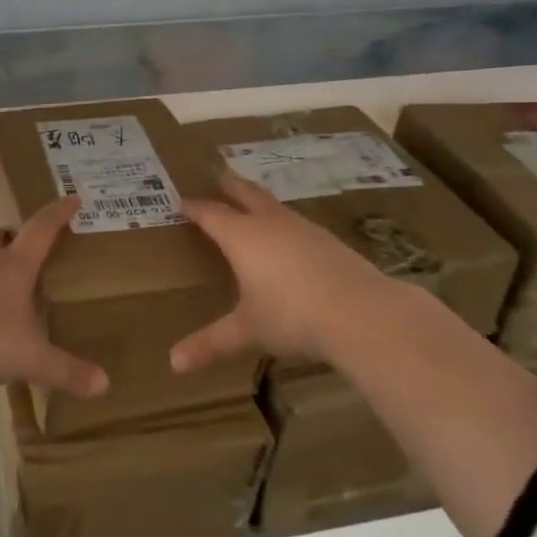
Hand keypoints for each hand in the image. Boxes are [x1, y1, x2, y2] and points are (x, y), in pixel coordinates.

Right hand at [169, 171, 426, 373]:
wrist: (363, 313)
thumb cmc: (292, 316)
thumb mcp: (247, 331)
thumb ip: (211, 343)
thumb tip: (174, 363)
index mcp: (243, 237)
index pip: (212, 214)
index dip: (195, 208)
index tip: (182, 202)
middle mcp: (271, 224)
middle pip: (246, 194)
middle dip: (230, 185)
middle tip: (219, 173)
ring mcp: (305, 230)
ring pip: (275, 206)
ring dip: (260, 201)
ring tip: (253, 203)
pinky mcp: (330, 242)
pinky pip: (298, 224)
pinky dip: (285, 223)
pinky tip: (291, 238)